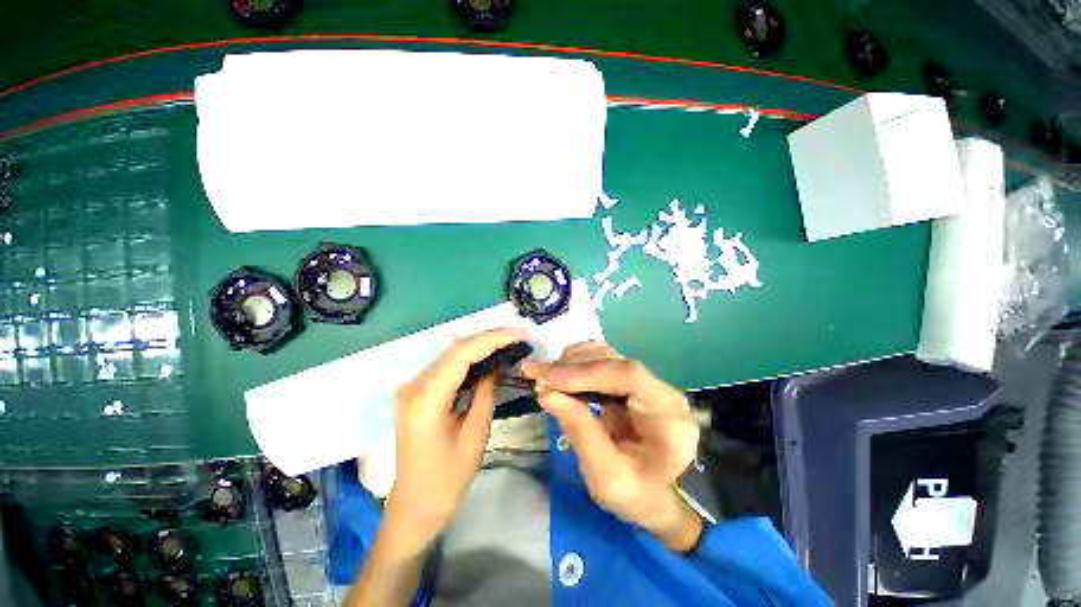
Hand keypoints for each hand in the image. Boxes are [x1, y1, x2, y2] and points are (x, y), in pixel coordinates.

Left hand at [385, 327, 527, 549]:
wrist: (415, 507)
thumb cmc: (447, 479)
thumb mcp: (475, 435)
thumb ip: (486, 392)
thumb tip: (498, 364)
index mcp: (426, 400)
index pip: (461, 354)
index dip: (492, 339)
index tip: (519, 334)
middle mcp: (413, 386)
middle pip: (455, 349)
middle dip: (489, 338)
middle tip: (518, 335)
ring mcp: (412, 388)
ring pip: (451, 354)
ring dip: (481, 346)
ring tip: (509, 342)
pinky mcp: (417, 392)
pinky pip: (447, 367)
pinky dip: (470, 358)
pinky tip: (488, 357)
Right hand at [521, 341, 703, 551]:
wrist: (655, 497)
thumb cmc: (636, 495)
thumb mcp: (606, 477)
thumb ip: (579, 432)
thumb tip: (546, 393)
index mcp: (668, 415)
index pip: (629, 376)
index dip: (586, 372)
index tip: (548, 380)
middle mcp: (660, 389)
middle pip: (614, 361)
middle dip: (571, 366)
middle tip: (535, 374)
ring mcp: (645, 381)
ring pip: (605, 355)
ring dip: (571, 362)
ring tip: (543, 376)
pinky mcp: (629, 381)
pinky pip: (600, 361)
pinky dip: (575, 364)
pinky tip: (559, 375)